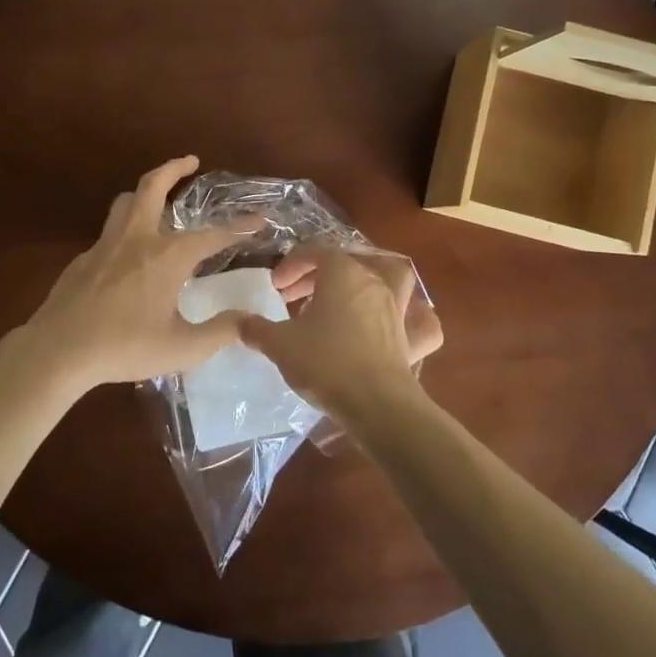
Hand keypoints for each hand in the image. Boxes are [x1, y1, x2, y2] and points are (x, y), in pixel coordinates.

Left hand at [12, 156, 256, 390]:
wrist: (58, 351)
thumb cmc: (124, 347)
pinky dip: (126, 228)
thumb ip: (220, 332)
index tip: (258, 219)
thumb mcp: (182, 348)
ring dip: (145, 191)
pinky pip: (109, 232)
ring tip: (158, 197)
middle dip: (174, 168)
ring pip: (126, 202)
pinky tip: (128, 254)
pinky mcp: (83, 259)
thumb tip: (249, 320)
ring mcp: (105, 245)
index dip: (239, 227)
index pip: (212, 235)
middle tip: (191, 160)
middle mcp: (137, 239)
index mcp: (166, 256)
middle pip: (153, 186)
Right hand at [241, 249, 442, 422]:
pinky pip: (419, 320)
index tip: (275, 286)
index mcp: (343, 274)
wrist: (376, 404)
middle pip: (347, 263)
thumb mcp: (280, 344)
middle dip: (318, 274)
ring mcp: (397, 308)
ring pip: (392, 277)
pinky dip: (413, 316)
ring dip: (372, 278)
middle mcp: (374, 282)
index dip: (292, 264)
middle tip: (295, 296)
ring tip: (351, 293)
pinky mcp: (412, 338)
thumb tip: (236, 321)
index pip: (315, 252)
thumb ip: (256, 329)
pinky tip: (400, 323)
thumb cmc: (325, 363)